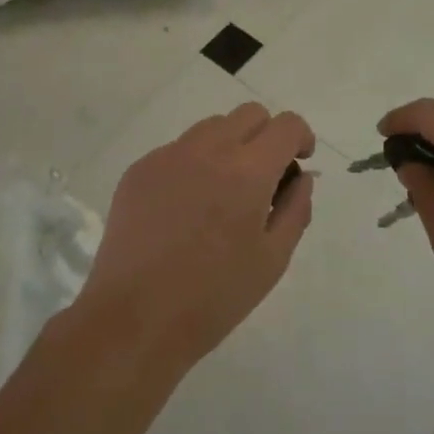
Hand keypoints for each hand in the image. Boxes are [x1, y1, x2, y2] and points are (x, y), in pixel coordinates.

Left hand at [79, 103, 315, 370]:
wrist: (132, 319)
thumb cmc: (213, 297)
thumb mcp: (272, 260)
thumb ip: (295, 209)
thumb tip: (301, 177)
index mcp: (248, 171)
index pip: (286, 124)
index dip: (301, 138)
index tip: (298, 163)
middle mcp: (208, 149)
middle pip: (250, 114)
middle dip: (267, 136)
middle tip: (264, 178)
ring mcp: (168, 156)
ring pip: (212, 127)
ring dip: (230, 145)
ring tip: (222, 192)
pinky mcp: (139, 169)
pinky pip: (178, 150)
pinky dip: (194, 164)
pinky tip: (185, 208)